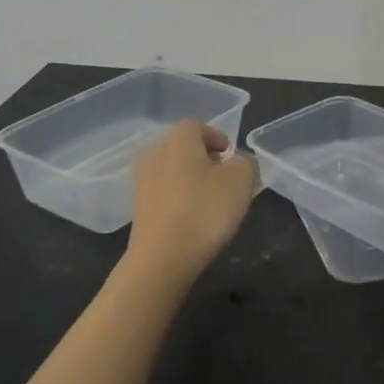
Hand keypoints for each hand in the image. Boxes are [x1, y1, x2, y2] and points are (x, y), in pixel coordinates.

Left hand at [125, 121, 258, 284]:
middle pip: (182, 147)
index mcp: (178, 139)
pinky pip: (163, 192)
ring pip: (171, 170)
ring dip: (190, 178)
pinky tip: (192, 217)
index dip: (217, 138)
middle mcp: (154, 153)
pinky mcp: (137, 207)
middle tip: (225, 176)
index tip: (231, 155)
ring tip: (211, 199)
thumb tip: (238, 162)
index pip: (198, 127)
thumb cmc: (205, 210)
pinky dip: (178, 197)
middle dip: (204, 158)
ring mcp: (141, 181)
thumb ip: (246, 163)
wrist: (163, 257)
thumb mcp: (242, 181)